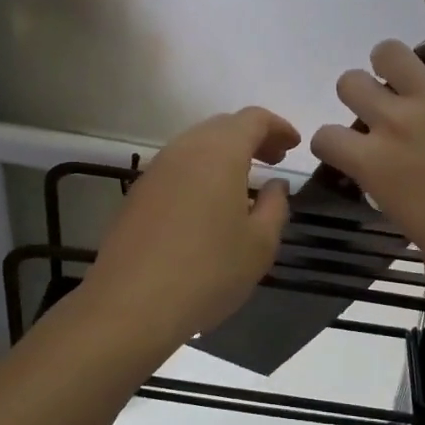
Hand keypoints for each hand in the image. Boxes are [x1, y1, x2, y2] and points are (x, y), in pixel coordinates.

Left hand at [85, 107, 300, 347]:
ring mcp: (156, 170)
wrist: (131, 305)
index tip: (294, 145)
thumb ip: (275, 206)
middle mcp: (184, 149)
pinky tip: (209, 204)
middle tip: (273, 161)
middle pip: (223, 126)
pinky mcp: (138, 193)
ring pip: (196, 145)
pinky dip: (201, 172)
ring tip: (244, 182)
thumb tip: (275, 185)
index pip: (253, 119)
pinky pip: (177, 167)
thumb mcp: (259, 244)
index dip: (278, 127)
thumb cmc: (208, 272)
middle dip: (252, 137)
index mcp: (219, 152)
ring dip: (224, 154)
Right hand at [311, 0, 424, 313]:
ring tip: (403, 74)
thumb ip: (382, 182)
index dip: (330, 143)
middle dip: (359, 96)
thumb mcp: (405, 219)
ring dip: (387, 63)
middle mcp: (394, 120)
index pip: (325, 136)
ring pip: (388, 51)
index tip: (345, 151)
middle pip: (351, 83)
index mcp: (373, 162)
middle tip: (382, 112)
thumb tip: (381, 163)